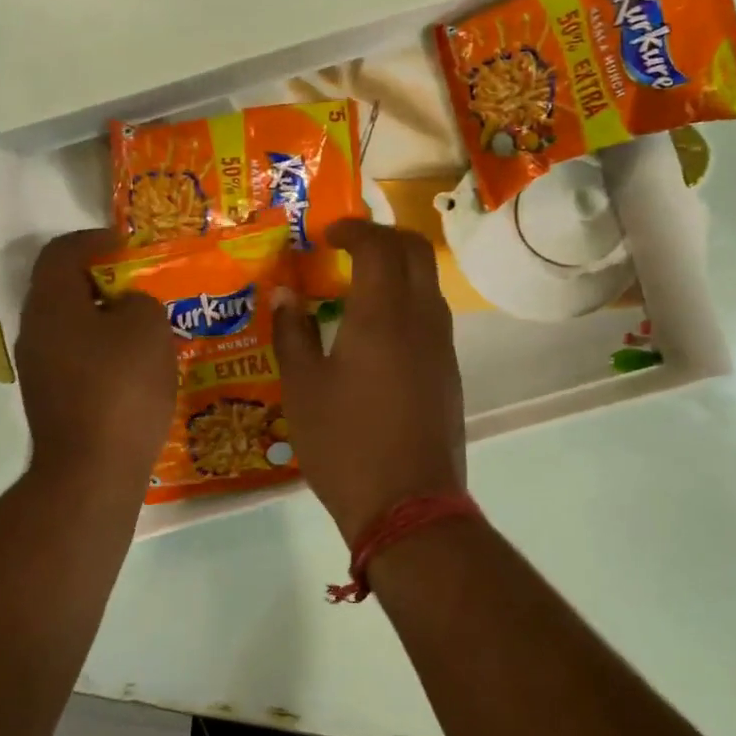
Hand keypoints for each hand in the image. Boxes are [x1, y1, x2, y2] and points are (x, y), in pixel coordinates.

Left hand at [14, 230, 175, 490]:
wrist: (92, 471)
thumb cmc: (121, 388)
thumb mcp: (148, 328)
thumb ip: (139, 302)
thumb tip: (126, 308)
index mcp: (51, 304)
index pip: (61, 252)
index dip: (94, 240)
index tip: (126, 246)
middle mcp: (34, 332)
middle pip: (63, 290)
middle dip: (103, 282)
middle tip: (142, 288)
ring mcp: (38, 370)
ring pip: (71, 327)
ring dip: (104, 320)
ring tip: (145, 328)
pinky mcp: (51, 401)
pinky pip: (76, 359)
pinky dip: (102, 352)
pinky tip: (135, 369)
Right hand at [274, 219, 465, 541]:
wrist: (408, 505)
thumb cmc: (345, 444)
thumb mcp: (303, 388)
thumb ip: (292, 332)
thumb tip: (285, 294)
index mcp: (383, 314)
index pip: (378, 244)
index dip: (352, 229)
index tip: (326, 234)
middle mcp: (422, 318)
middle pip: (415, 250)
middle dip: (382, 236)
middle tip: (347, 246)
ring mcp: (442, 346)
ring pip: (428, 282)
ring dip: (398, 268)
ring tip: (359, 285)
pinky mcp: (449, 372)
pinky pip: (431, 315)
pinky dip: (407, 300)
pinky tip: (377, 330)